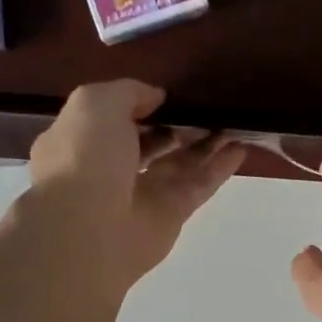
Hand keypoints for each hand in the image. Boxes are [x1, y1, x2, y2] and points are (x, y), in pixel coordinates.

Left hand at [25, 80, 245, 297]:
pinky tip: (240, 148)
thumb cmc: (83, 158)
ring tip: (233, 123)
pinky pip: (196, 186)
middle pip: (151, 143)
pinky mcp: (169, 217)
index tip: (170, 95)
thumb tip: (156, 97)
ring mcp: (141, 196)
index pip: (114, 121)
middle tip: (208, 108)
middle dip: (178, 126)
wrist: (88, 227)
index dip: (142, 106)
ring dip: (205, 144)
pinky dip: (218, 168)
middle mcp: (110, 171)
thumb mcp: (96, 104)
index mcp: (81, 142)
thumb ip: (128, 93)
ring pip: (179, 165)